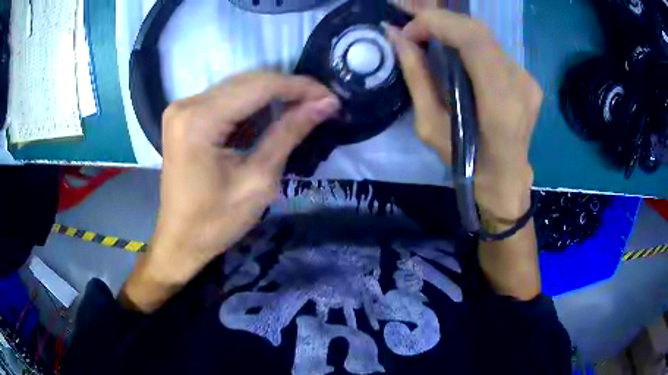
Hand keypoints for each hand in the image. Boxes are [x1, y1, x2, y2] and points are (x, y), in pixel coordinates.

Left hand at [121, 72, 339, 311]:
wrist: (180, 240)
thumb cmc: (216, 222)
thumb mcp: (258, 181)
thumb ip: (289, 134)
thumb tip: (325, 104)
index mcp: (199, 120)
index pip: (259, 86)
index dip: (300, 87)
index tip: (331, 97)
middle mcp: (187, 104)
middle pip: (248, 81)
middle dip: (289, 89)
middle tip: (322, 104)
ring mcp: (183, 108)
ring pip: (239, 86)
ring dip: (273, 96)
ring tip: (304, 109)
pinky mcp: (185, 116)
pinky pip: (226, 99)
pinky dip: (253, 105)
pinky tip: (274, 116)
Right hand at [384, 10, 542, 219]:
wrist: (506, 179)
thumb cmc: (467, 163)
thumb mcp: (431, 127)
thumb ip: (416, 78)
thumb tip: (396, 37)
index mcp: (500, 103)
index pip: (473, 40)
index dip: (437, 23)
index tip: (409, 31)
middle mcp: (520, 84)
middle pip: (479, 31)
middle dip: (440, 18)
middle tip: (410, 20)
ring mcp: (528, 79)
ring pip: (485, 37)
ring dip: (452, 28)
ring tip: (426, 30)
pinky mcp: (528, 77)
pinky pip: (493, 49)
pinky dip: (468, 41)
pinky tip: (452, 48)